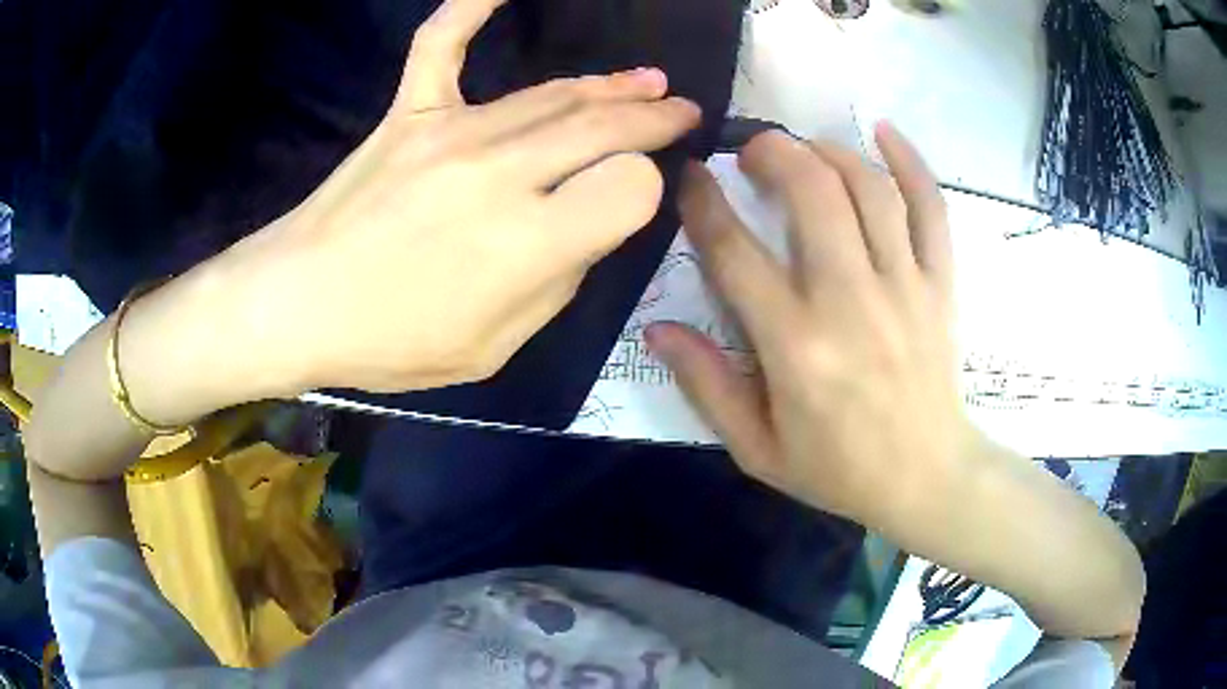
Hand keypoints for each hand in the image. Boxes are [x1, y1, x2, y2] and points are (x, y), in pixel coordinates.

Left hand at [226, 0, 699, 394]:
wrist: (296, 306)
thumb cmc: (392, 342)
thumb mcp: (494, 347)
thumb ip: (554, 286)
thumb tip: (582, 230)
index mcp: (528, 242)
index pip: (631, 187)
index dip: (647, 190)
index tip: (638, 197)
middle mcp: (500, 171)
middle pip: (604, 125)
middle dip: (654, 117)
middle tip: (679, 110)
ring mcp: (450, 130)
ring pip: (552, 93)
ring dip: (608, 85)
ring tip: (644, 81)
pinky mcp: (408, 112)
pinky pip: (442, 44)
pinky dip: (471, 7)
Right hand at [647, 125, 974, 525]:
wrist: (926, 478)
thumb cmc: (839, 470)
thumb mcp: (756, 449)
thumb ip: (706, 386)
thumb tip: (657, 330)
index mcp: (796, 345)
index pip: (736, 252)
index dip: (703, 203)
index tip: (688, 177)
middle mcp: (850, 301)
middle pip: (812, 193)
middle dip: (773, 152)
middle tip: (751, 150)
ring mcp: (904, 286)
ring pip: (869, 188)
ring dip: (829, 151)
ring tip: (804, 148)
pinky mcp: (939, 284)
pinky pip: (931, 209)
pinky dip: (911, 162)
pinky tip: (885, 130)